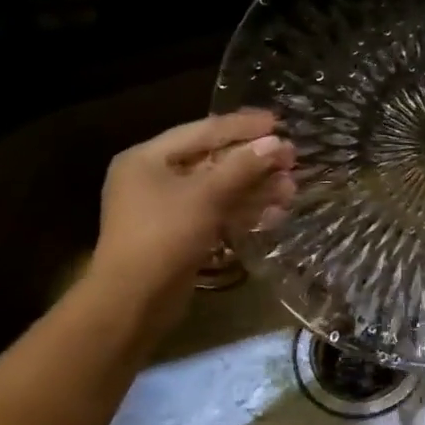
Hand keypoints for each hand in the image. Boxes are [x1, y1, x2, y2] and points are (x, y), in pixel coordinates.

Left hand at [83, 110, 295, 330]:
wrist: (133, 301)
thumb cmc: (163, 236)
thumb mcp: (205, 195)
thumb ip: (242, 167)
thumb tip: (276, 143)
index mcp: (147, 158)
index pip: (202, 131)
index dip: (242, 126)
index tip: (278, 123)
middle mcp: (154, 178)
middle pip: (212, 161)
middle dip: (253, 162)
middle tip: (291, 160)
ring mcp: (167, 210)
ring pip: (218, 190)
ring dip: (254, 189)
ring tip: (291, 190)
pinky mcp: (180, 236)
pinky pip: (215, 214)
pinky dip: (242, 212)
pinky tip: (274, 214)